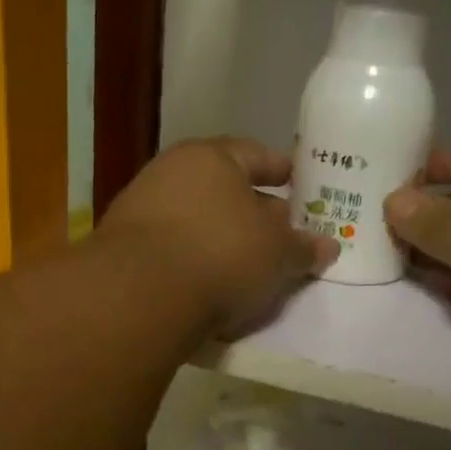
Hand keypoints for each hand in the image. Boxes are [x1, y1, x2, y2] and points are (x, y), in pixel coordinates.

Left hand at [99, 137, 335, 336]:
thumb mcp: (278, 254)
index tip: (300, 184)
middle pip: (223, 186)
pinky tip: (209, 282)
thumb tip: (329, 245)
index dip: (282, 170)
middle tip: (280, 232)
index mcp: (212, 157)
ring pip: (195, 218)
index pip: (256, 154)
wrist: (139, 295)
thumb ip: (304, 248)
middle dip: (254, 208)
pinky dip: (194, 259)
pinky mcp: (122, 247)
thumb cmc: (222, 254)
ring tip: (247, 264)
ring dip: (221, 236)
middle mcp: (171, 172)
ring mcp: (141, 208)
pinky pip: (173, 247)